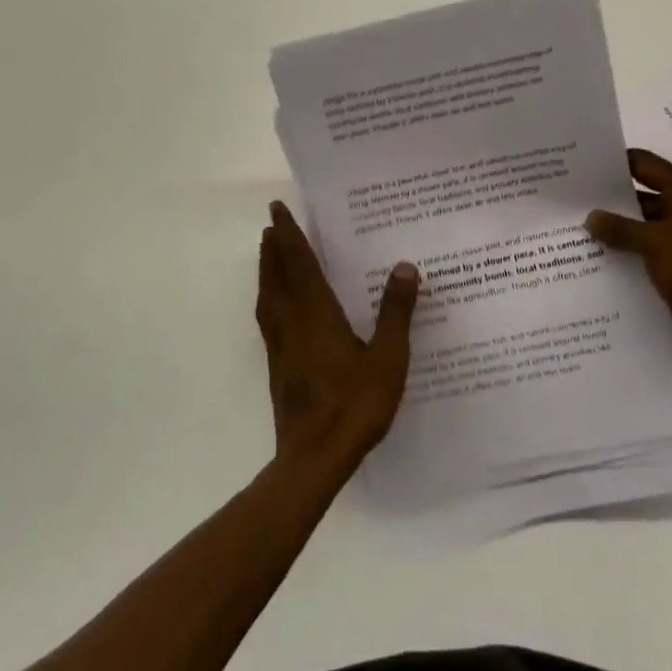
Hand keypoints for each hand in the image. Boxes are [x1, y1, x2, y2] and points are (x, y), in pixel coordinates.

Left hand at [256, 201, 419, 471]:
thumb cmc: (354, 406)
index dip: (289, 236)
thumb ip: (395, 312)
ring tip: (268, 255)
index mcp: (317, 316)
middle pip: (277, 277)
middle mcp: (293, 325)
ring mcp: (281, 348)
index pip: (299, 265)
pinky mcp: (278, 368)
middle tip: (270, 225)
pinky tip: (277, 307)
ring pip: (269, 299)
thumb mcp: (388, 359)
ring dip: (267, 271)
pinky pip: (269, 319)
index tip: (277, 210)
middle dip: (274, 248)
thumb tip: (404, 266)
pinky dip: (269, 299)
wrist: (313, 460)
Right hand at [586, 149, 671, 380]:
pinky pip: (641, 259)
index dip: (613, 163)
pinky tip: (588, 263)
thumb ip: (622, 228)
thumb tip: (590, 216)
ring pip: (637, 231)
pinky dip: (620, 259)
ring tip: (567, 231)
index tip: (578, 165)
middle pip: (638, 197)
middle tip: (564, 201)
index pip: (644, 164)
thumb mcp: (660, 244)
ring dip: (611, 233)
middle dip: (605, 200)